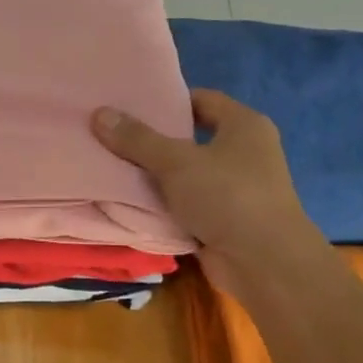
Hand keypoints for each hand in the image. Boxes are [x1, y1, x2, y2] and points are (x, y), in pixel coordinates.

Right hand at [92, 90, 319, 295]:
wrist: (263, 261)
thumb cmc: (227, 196)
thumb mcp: (176, 162)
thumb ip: (137, 139)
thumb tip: (99, 113)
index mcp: (244, 126)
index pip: (202, 100)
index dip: (168, 102)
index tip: (131, 107)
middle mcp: (245, 153)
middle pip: (191, 139)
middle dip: (155, 141)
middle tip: (114, 137)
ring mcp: (236, 189)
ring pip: (187, 176)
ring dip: (156, 177)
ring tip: (113, 168)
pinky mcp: (224, 221)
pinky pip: (187, 206)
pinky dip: (164, 206)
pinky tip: (131, 204)